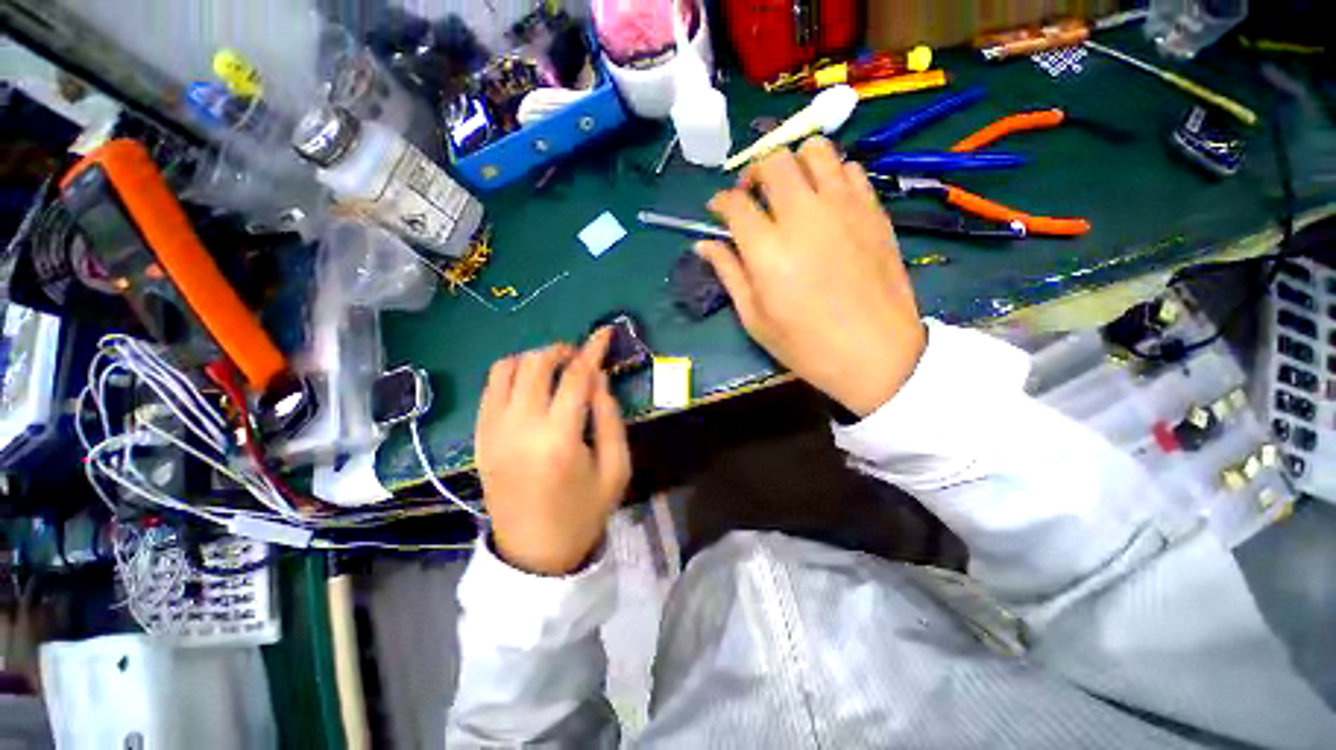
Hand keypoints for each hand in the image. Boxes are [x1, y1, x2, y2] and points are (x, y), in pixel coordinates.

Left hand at [474, 330, 631, 575]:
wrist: (534, 553)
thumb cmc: (584, 513)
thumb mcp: (616, 468)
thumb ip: (610, 418)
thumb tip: (600, 379)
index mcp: (559, 439)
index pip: (577, 377)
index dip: (593, 350)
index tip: (604, 333)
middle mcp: (520, 427)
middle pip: (536, 365)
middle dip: (561, 351)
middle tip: (579, 357)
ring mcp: (493, 432)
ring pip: (506, 369)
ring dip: (533, 359)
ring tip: (554, 369)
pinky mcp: (479, 438)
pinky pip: (490, 390)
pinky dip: (511, 376)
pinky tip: (529, 387)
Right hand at [698, 137, 926, 416]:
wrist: (876, 354)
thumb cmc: (807, 345)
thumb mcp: (755, 319)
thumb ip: (729, 274)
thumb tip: (703, 245)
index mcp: (767, 249)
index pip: (735, 202)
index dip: (720, 202)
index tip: (717, 211)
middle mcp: (803, 216)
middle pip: (772, 161)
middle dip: (753, 171)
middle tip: (753, 195)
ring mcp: (843, 208)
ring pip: (814, 150)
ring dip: (794, 163)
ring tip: (790, 191)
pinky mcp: (873, 210)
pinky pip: (850, 169)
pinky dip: (831, 175)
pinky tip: (825, 202)